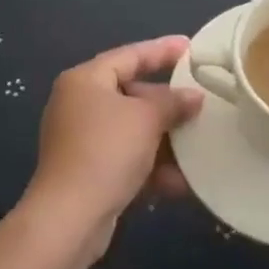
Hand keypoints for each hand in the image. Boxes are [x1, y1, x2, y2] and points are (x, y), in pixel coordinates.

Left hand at [24, 36, 202, 259]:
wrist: (69, 221)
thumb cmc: (107, 151)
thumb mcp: (147, 119)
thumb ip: (173, 103)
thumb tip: (195, 97)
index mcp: (86, 80)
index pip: (130, 55)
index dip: (162, 50)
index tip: (191, 48)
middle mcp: (79, 104)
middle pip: (131, 93)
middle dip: (167, 103)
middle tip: (199, 103)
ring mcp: (81, 140)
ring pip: (132, 130)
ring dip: (164, 139)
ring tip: (198, 143)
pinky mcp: (87, 172)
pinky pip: (126, 158)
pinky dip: (151, 165)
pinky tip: (181, 181)